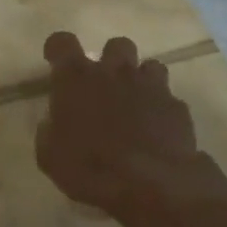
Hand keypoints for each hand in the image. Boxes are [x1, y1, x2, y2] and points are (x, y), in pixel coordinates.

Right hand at [35, 32, 220, 217]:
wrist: (151, 183)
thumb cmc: (90, 167)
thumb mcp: (50, 157)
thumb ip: (49, 132)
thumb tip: (52, 124)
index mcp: (76, 79)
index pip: (62, 42)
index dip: (58, 49)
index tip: (57, 63)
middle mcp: (114, 72)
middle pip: (116, 45)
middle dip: (111, 60)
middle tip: (104, 86)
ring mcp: (150, 86)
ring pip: (149, 66)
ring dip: (140, 80)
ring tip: (135, 105)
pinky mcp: (177, 106)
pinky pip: (169, 98)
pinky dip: (161, 109)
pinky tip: (157, 131)